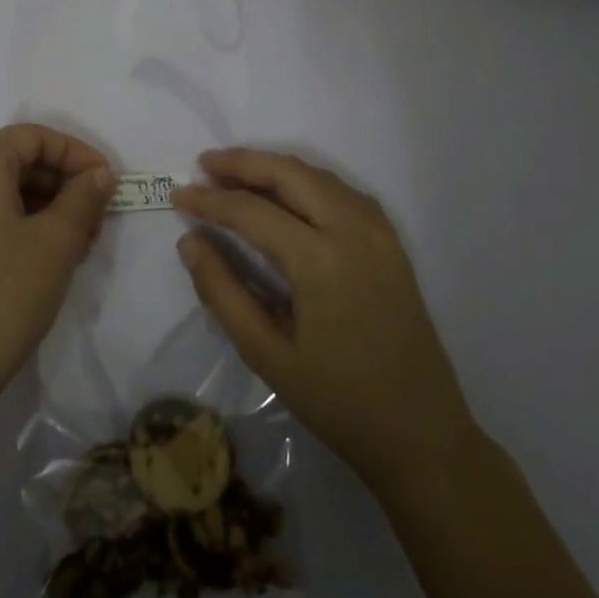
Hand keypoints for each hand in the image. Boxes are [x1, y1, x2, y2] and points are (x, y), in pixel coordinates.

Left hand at [0, 124, 116, 422]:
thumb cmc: (3, 295)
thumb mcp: (57, 243)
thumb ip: (84, 198)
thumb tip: (98, 174)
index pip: (31, 136)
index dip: (76, 152)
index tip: (108, 182)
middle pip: (12, 162)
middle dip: (61, 184)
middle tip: (97, 218)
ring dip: (41, 206)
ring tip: (77, 243)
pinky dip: (14, 223)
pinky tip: (42, 256)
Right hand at [173, 149, 474, 490]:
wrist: (422, 434)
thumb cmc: (338, 401)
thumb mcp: (266, 354)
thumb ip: (223, 291)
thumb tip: (190, 241)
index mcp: (321, 260)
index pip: (251, 211)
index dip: (209, 200)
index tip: (176, 194)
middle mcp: (354, 231)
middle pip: (290, 174)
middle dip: (243, 163)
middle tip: (203, 165)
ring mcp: (380, 234)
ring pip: (320, 177)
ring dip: (276, 169)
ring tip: (236, 174)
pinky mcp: (392, 244)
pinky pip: (344, 193)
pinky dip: (309, 182)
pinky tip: (288, 194)